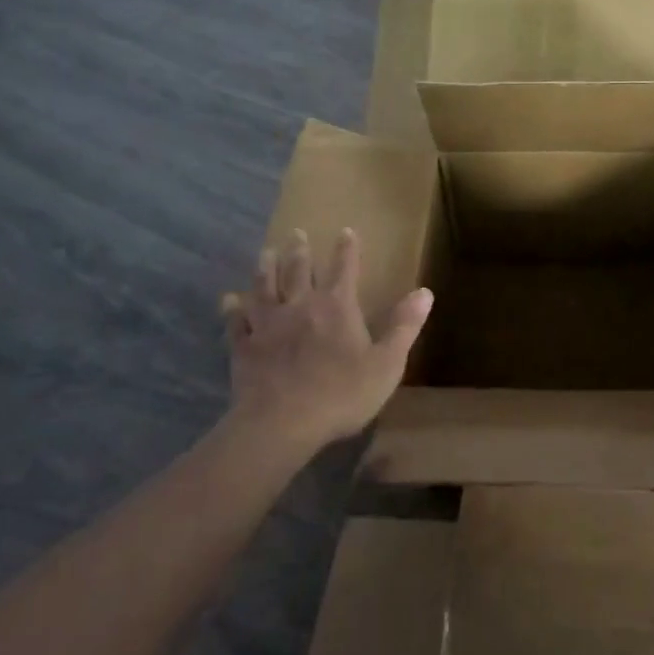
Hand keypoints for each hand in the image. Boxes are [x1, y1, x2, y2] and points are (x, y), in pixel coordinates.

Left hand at [222, 229, 433, 452]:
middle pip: (298, 270)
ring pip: (264, 287)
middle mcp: (300, 305)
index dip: (347, 249)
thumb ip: (404, 326)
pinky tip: (228, 300)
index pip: (344, 268)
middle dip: (299, 250)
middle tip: (296, 233)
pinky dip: (232, 308)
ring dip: (265, 268)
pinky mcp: (243, 346)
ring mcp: (267, 324)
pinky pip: (235, 322)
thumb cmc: (341, 394)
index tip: (345, 231)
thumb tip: (425, 292)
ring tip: (265, 252)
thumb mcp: (386, 363)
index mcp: (337, 306)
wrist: (282, 423)